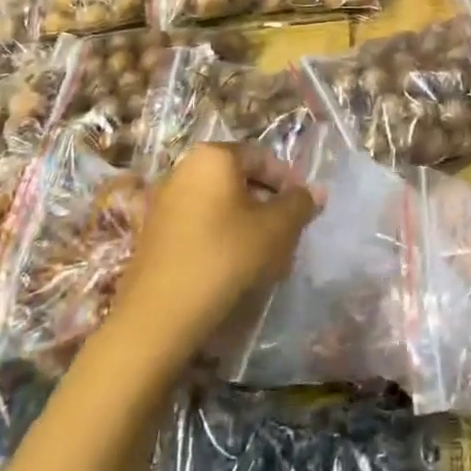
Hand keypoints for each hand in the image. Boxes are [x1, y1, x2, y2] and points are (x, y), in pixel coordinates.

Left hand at [118, 143, 319, 355]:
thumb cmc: (225, 256)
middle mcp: (184, 169)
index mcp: (213, 156)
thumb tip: (316, 191)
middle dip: (268, 203)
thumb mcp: (276, 229)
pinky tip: (233, 266)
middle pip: (239, 179)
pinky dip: (221, 236)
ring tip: (265, 255)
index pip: (262, 158)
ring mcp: (164, 201)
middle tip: (288, 233)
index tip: (304, 210)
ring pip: (220, 203)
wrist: (160, 314)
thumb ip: (300, 204)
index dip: (289, 182)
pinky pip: (199, 223)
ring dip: (246, 223)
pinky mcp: (154, 232)